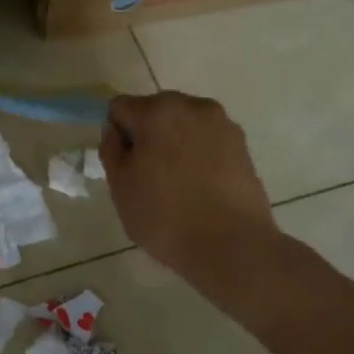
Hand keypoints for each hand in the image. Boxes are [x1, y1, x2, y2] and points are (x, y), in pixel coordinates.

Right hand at [101, 92, 277, 279]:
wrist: (232, 246)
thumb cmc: (166, 217)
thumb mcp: (120, 187)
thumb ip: (111, 149)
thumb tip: (116, 131)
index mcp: (157, 111)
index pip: (120, 108)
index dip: (117, 136)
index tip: (124, 166)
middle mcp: (192, 106)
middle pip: (155, 110)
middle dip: (147, 134)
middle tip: (148, 176)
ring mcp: (222, 124)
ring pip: (183, 124)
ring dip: (174, 142)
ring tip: (179, 183)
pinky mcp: (242, 145)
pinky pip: (207, 140)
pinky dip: (199, 153)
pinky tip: (201, 186)